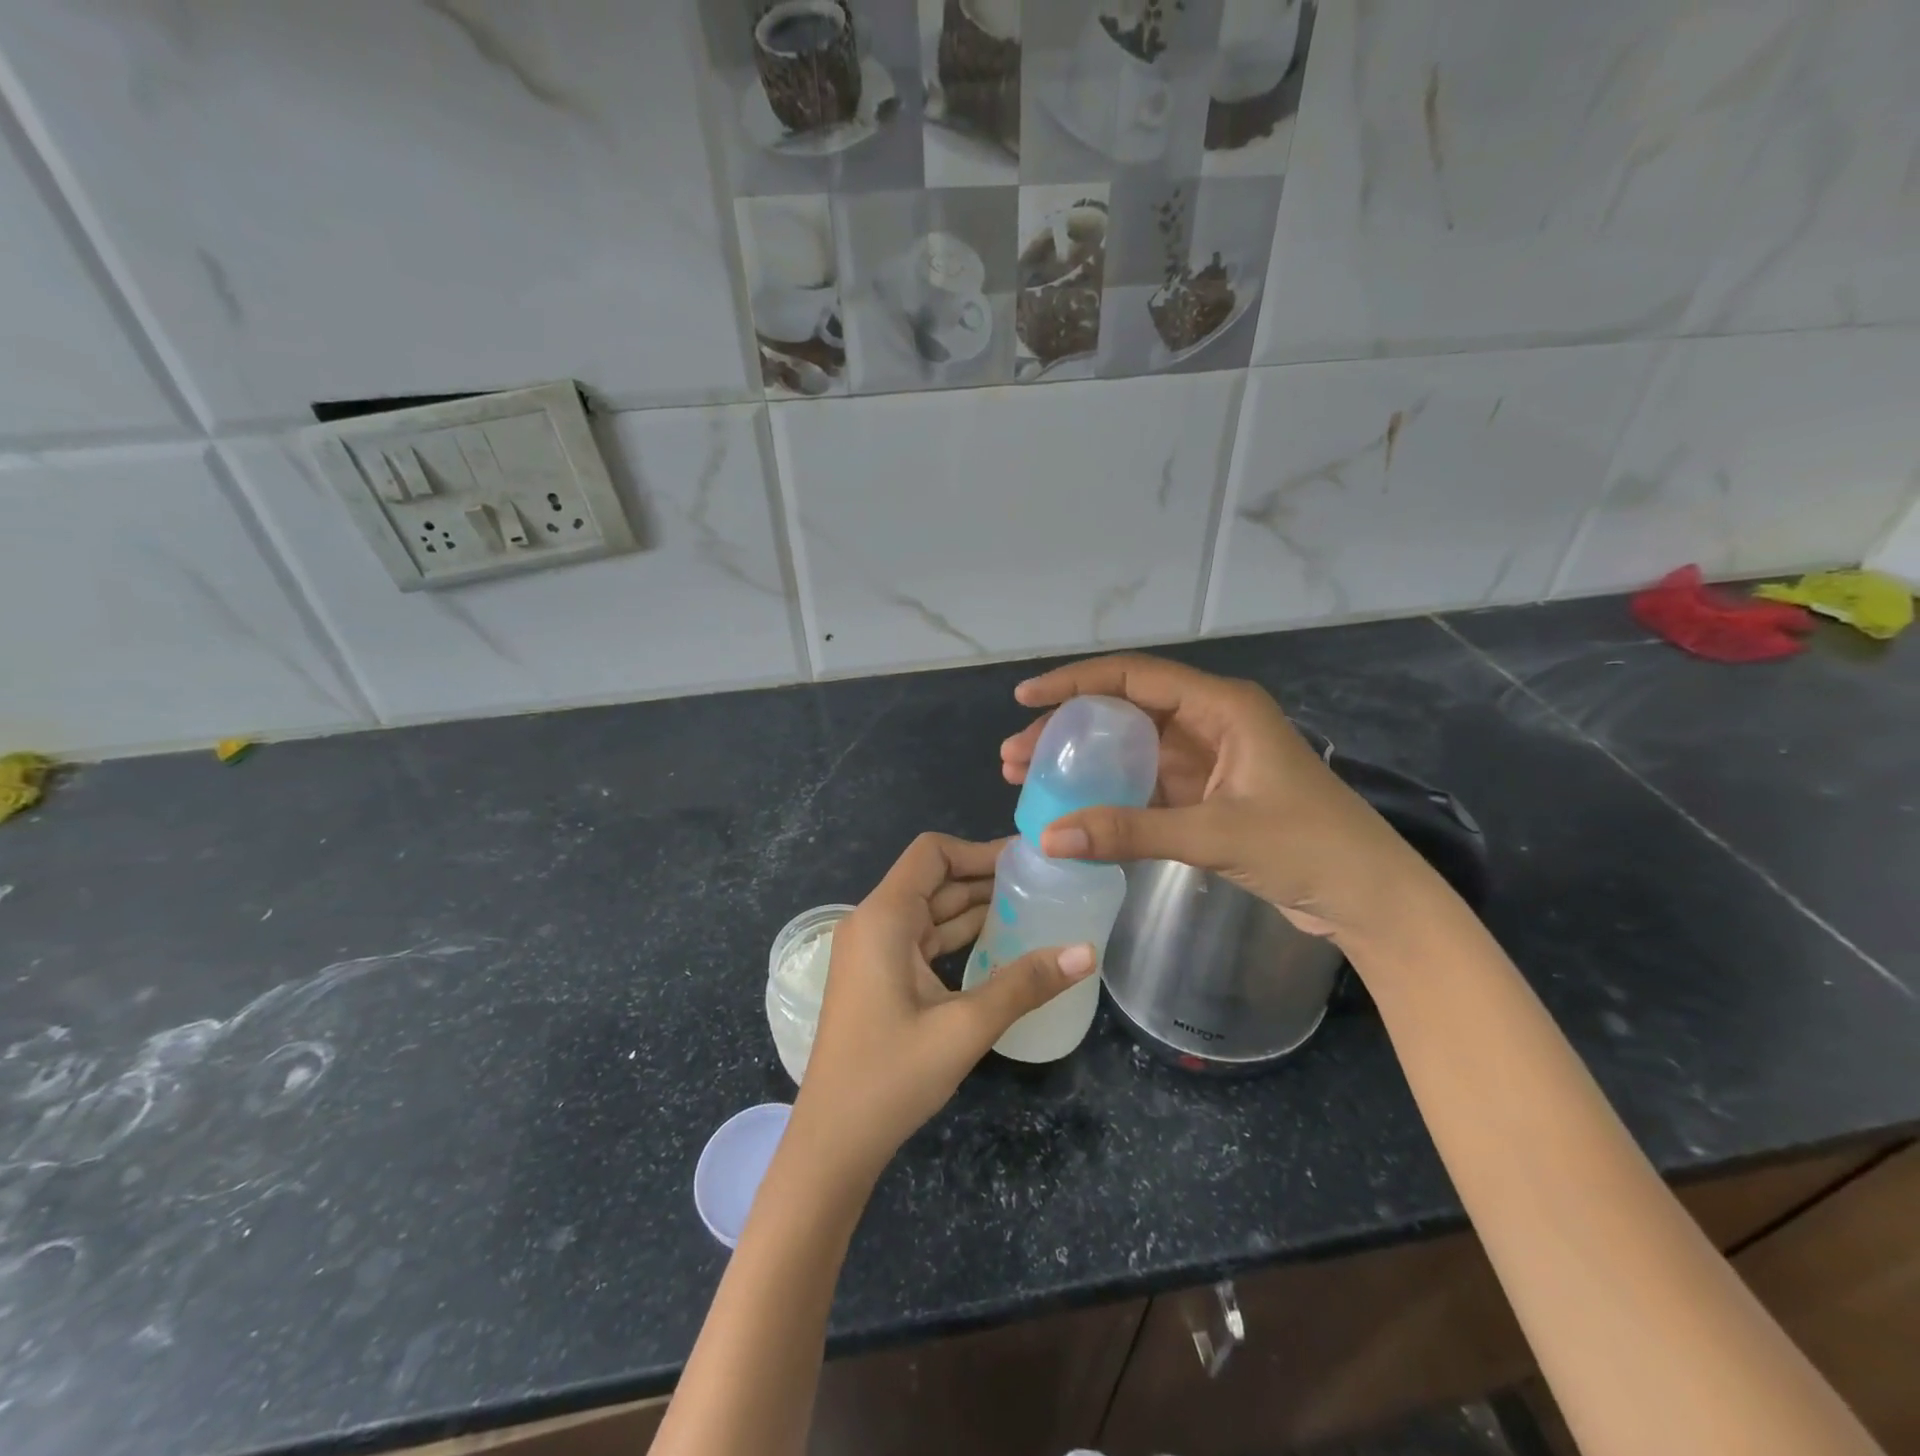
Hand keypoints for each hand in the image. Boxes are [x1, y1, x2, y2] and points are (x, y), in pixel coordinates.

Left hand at [791, 833, 1093, 1185]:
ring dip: (975, 908)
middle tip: (1043, 884)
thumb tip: (1087, 952)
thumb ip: (1025, 985)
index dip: (979, 850)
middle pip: (933, 880)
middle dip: (985, 878)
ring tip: (1033, 909)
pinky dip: (958, 938)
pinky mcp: (878, 977)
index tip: (1027, 861)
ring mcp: (872, 952)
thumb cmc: (891, 1077)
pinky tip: (1000, 947)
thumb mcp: (965, 1028)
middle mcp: (873, 923)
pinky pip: (922, 941)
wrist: (832, 1143)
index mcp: (883, 918)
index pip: (931, 854)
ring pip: (930, 912)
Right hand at [1001, 654, 1436, 942]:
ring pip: (1131, 748)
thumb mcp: (1213, 834)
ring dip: (1083, 761)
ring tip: (1027, 778)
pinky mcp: (1208, 795)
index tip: (1025, 700)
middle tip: (1015, 755)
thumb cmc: (1307, 849)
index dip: (1076, 682)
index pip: (1135, 677)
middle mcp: (1212, 722)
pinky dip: (1109, 792)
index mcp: (1222, 707)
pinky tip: (1074, 807)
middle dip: (1067, 728)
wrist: (1369, 898)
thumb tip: (1048, 838)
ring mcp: (1210, 760)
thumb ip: (1129, 832)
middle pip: (1124, 711)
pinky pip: (1146, 782)